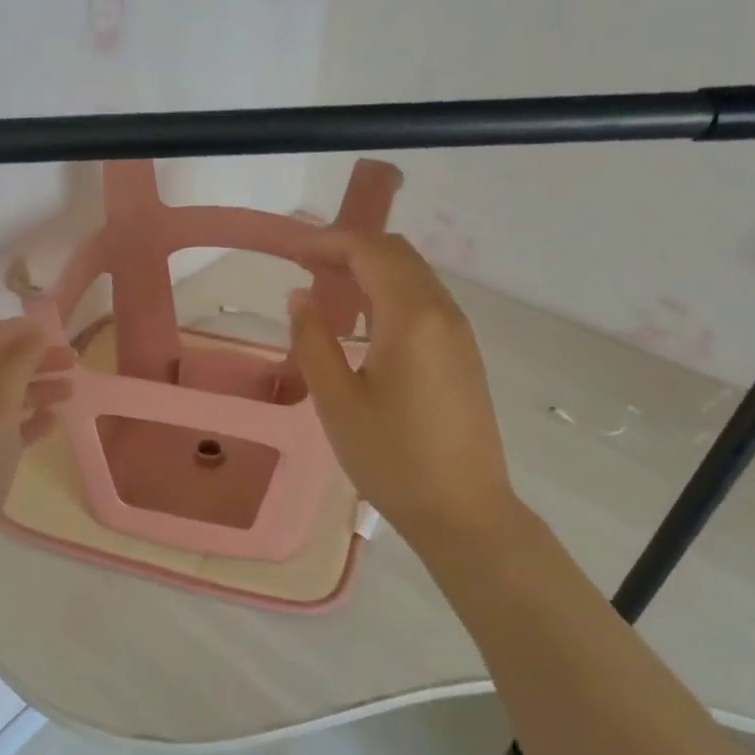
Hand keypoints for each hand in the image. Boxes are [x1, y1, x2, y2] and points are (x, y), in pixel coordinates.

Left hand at [0, 318, 73, 598]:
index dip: (8, 331)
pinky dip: (26, 424)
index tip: (49, 333)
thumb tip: (32, 331)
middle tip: (72, 362)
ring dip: (33, 391)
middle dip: (29, 360)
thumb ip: (13, 370)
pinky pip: (1, 434)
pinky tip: (51, 426)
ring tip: (71, 391)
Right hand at [290, 231, 521, 552]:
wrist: (464, 512)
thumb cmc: (392, 459)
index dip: (328, 242)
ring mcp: (459, 332)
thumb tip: (300, 296)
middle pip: (397, 254)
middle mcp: (443, 313)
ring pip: (414, 275)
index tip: (290, 251)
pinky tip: (363, 318)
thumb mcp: (337, 402)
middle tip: (304, 264)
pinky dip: (390, 291)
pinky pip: (425, 300)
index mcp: (412, 318)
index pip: (371, 252)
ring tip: (328, 286)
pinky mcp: (463, 353)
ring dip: (371, 268)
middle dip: (350, 248)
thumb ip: (313, 340)